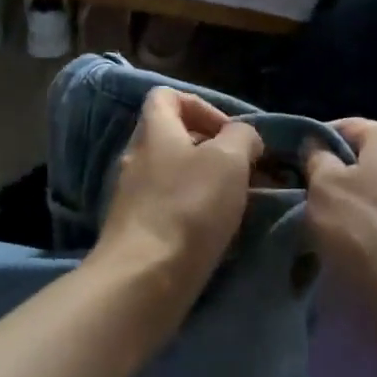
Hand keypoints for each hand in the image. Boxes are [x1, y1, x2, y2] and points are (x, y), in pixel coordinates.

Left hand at [91, 87, 262, 330]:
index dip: (200, 105)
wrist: (143, 280)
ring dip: (207, 184)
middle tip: (243, 172)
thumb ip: (242, 137)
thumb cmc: (188, 207)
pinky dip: (194, 213)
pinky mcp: (136, 231)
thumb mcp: (229, 160)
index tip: (228, 132)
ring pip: (175, 176)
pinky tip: (217, 233)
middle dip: (212, 150)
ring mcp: (133, 196)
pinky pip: (170, 207)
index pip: (166, 96)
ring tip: (237, 205)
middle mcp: (137, 157)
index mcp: (154, 130)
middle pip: (174, 137)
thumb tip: (244, 137)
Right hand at [303, 119, 376, 314]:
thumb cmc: (363, 228)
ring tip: (321, 221)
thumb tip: (314, 145)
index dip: (311, 143)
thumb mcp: (324, 184)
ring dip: (346, 199)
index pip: (342, 127)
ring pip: (371, 186)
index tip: (290, 166)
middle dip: (331, 173)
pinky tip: (348, 239)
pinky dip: (366, 220)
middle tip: (301, 193)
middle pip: (359, 157)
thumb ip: (315, 156)